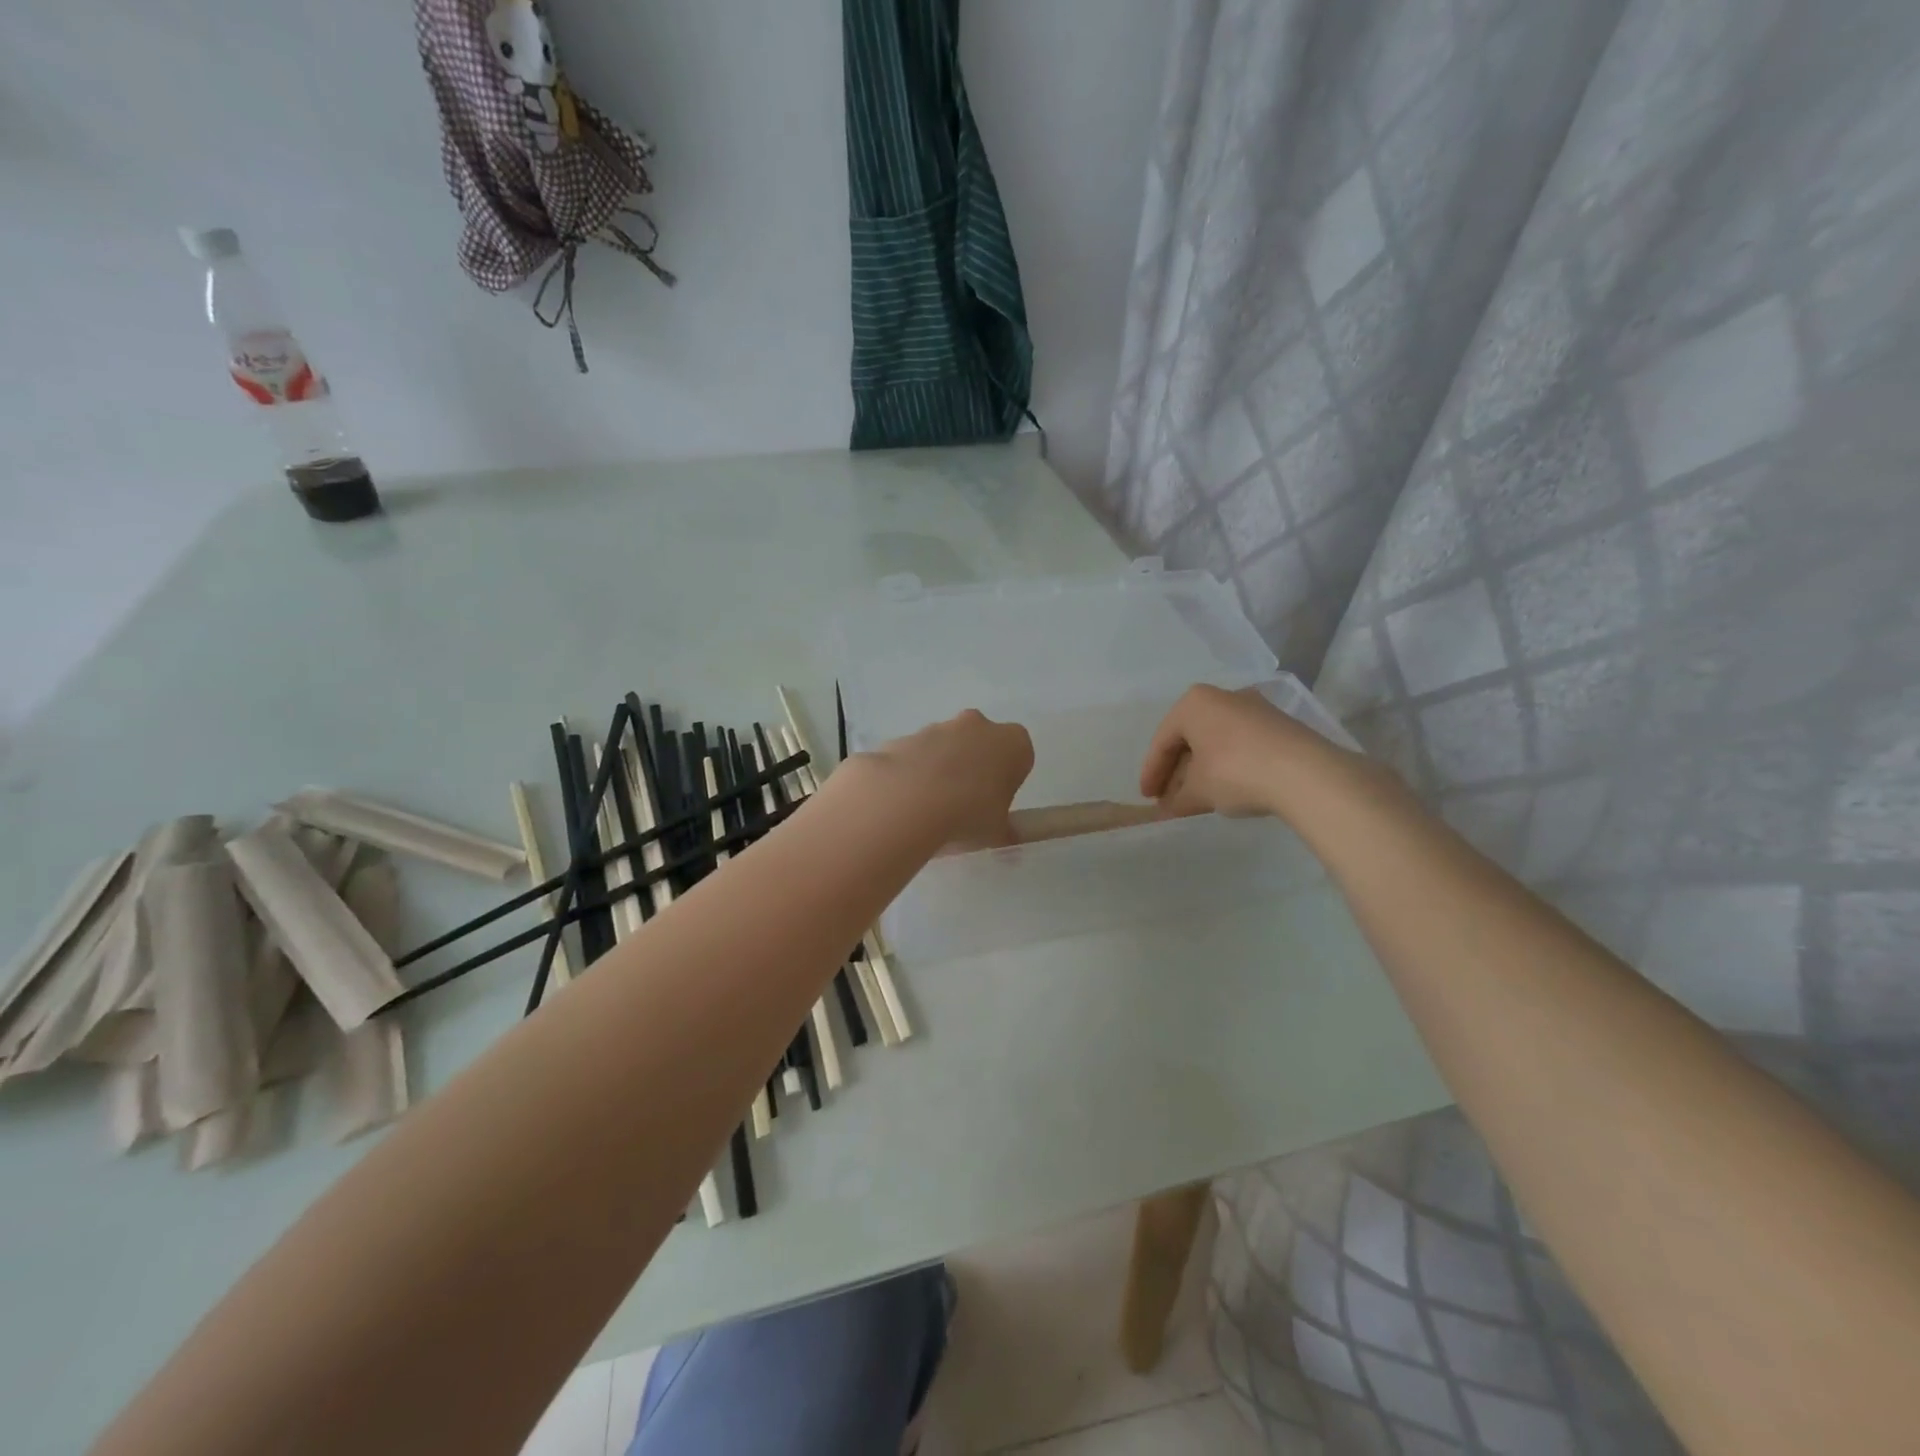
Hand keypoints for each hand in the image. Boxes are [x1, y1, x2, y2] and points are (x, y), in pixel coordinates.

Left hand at [861, 709, 1033, 848]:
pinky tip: (906, 802)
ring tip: (931, 808)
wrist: (909, 803)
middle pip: (980, 742)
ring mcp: (937, 728)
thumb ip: (1004, 828)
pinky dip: (911, 774)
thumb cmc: (969, 814)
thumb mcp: (997, 831)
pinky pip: (913, 756)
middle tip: (966, 803)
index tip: (996, 802)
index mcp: (1011, 742)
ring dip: (941, 769)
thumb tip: (1006, 833)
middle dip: (974, 766)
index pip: (1018, 756)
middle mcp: (976, 725)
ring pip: (944, 746)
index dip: (1008, 779)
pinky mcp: (903, 737)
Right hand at [1140, 684, 1346, 818]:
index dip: (1151, 773)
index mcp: (1194, 703)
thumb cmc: (1236, 772)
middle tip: (1169, 797)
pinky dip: (1227, 764)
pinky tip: (1227, 787)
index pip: (1163, 741)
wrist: (1306, 774)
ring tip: (1197, 796)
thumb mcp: (1198, 791)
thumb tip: (1165, 810)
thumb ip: (1177, 799)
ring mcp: (1254, 708)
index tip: (1148, 798)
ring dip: (1202, 768)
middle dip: (1177, 770)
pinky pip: (1240, 743)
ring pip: (1216, 740)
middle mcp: (1222, 696)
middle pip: (1189, 737)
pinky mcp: (1279, 724)